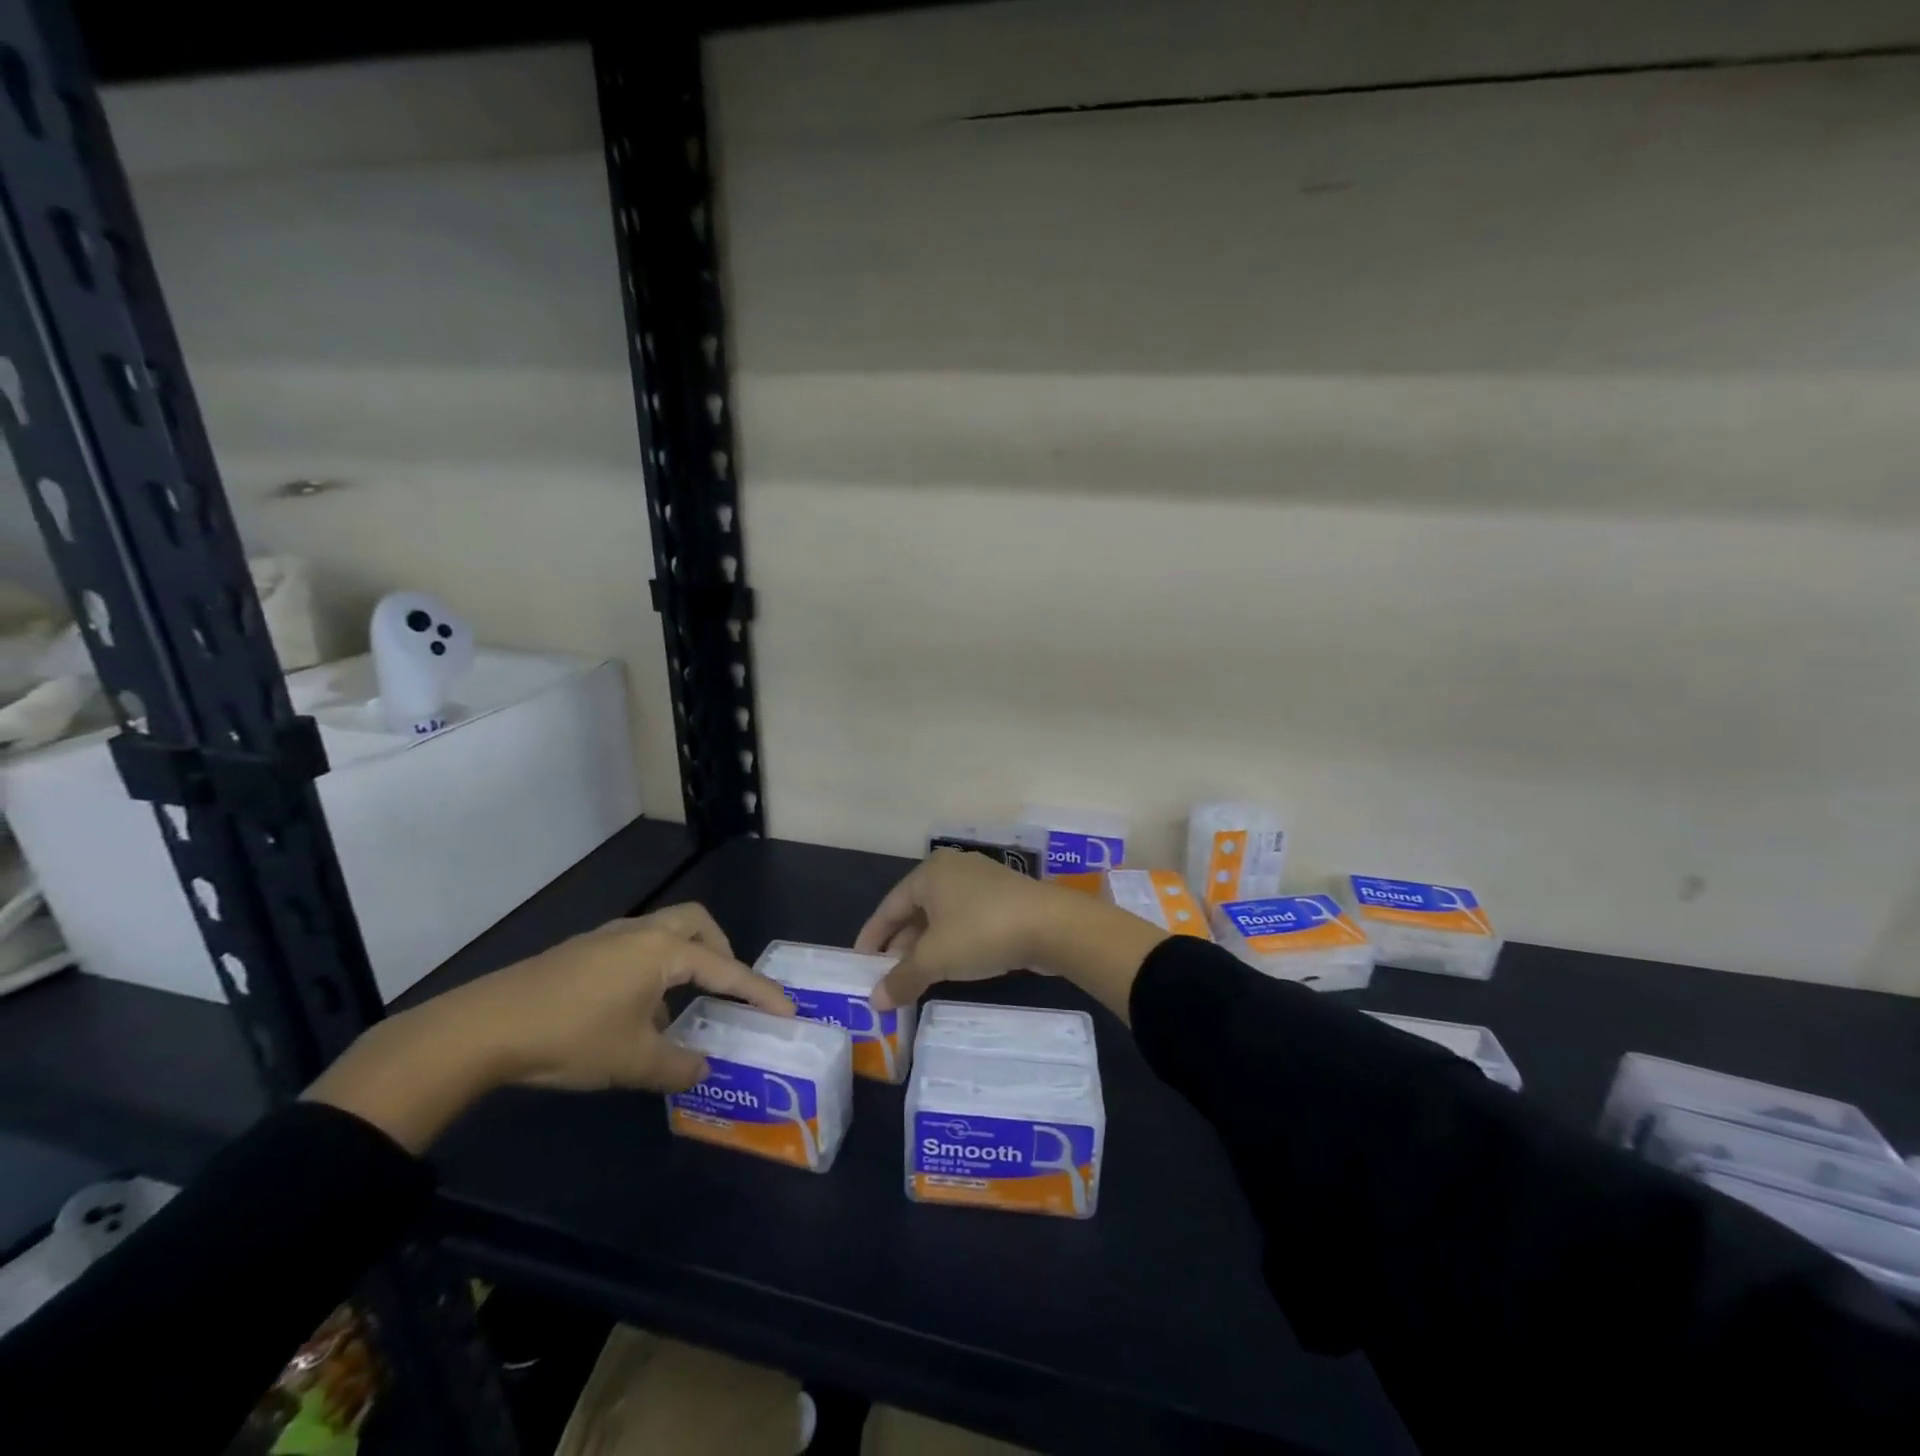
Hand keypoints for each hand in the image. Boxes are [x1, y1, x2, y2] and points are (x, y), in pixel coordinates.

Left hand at [305, 903, 792, 1151]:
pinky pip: (637, 949)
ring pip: (665, 933)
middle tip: (727, 990)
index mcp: (664, 951)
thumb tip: (703, 1069)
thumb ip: (677, 1067)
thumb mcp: (632, 1061)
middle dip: (722, 952)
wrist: (482, 1028)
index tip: (787, 1010)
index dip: (760, 992)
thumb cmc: (571, 1037)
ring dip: (685, 961)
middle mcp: (642, 932)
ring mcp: (608, 937)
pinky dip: (654, 970)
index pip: (727, 970)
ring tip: (682, 1008)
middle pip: (698, 924)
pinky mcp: (582, 951)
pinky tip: (637, 1013)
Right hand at [858, 850, 1166, 1019]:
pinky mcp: (1004, 899)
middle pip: (915, 910)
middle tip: (886, 976)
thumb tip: (875, 1002)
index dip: (872, 936)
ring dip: (926, 947)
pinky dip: (952, 943)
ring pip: (942, 917)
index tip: (859, 962)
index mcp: (930, 873)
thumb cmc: (981, 932)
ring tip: (914, 978)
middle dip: (900, 945)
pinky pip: (965, 921)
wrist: (1051, 925)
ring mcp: (982, 882)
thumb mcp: (936, 959)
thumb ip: (902, 978)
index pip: (889, 906)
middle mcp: (953, 869)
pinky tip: (950, 967)